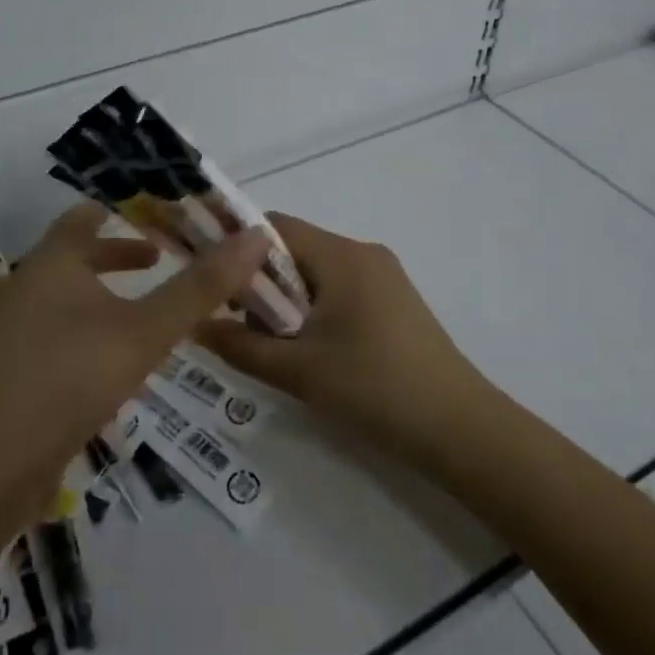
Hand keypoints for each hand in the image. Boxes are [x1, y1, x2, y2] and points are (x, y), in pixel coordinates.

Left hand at [0, 202, 269, 500]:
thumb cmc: (64, 379)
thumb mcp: (143, 332)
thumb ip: (200, 288)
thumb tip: (256, 236)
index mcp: (52, 263)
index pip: (84, 215)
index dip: (122, 209)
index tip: (160, 213)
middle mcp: (28, 289)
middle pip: (76, 257)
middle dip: (119, 255)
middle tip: (163, 259)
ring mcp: (14, 335)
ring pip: (68, 301)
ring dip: (108, 298)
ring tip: (150, 314)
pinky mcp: (13, 378)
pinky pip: (59, 339)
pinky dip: (93, 335)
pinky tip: (118, 367)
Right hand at [195, 213, 491, 467]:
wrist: (460, 428)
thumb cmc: (375, 389)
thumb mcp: (298, 371)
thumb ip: (239, 346)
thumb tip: (193, 326)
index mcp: (341, 256)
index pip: (273, 227)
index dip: (235, 247)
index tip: (211, 283)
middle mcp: (363, 253)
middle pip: (294, 249)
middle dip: (260, 282)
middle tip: (239, 325)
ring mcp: (383, 277)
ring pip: (316, 272)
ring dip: (286, 300)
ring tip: (274, 346)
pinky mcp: (394, 302)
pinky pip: (339, 290)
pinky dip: (314, 310)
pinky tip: (310, 351)